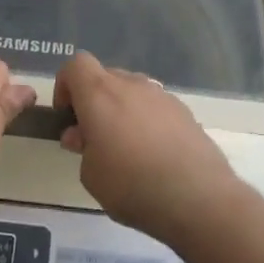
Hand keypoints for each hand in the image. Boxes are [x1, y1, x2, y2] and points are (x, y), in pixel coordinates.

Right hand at [53, 52, 239, 242]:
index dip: (65, 86)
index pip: (76, 65)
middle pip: (105, 77)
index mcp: (100, 93)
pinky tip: (154, 155)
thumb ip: (83, 148)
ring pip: (132, 91)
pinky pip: (155, 107)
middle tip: (94, 138)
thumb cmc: (132, 185)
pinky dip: (147, 121)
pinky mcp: (185, 111)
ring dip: (121, 110)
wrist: (198, 198)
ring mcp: (162, 95)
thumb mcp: (91, 175)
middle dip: (94, 101)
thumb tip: (83, 135)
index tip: (68, 117)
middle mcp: (132, 85)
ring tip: (126, 149)